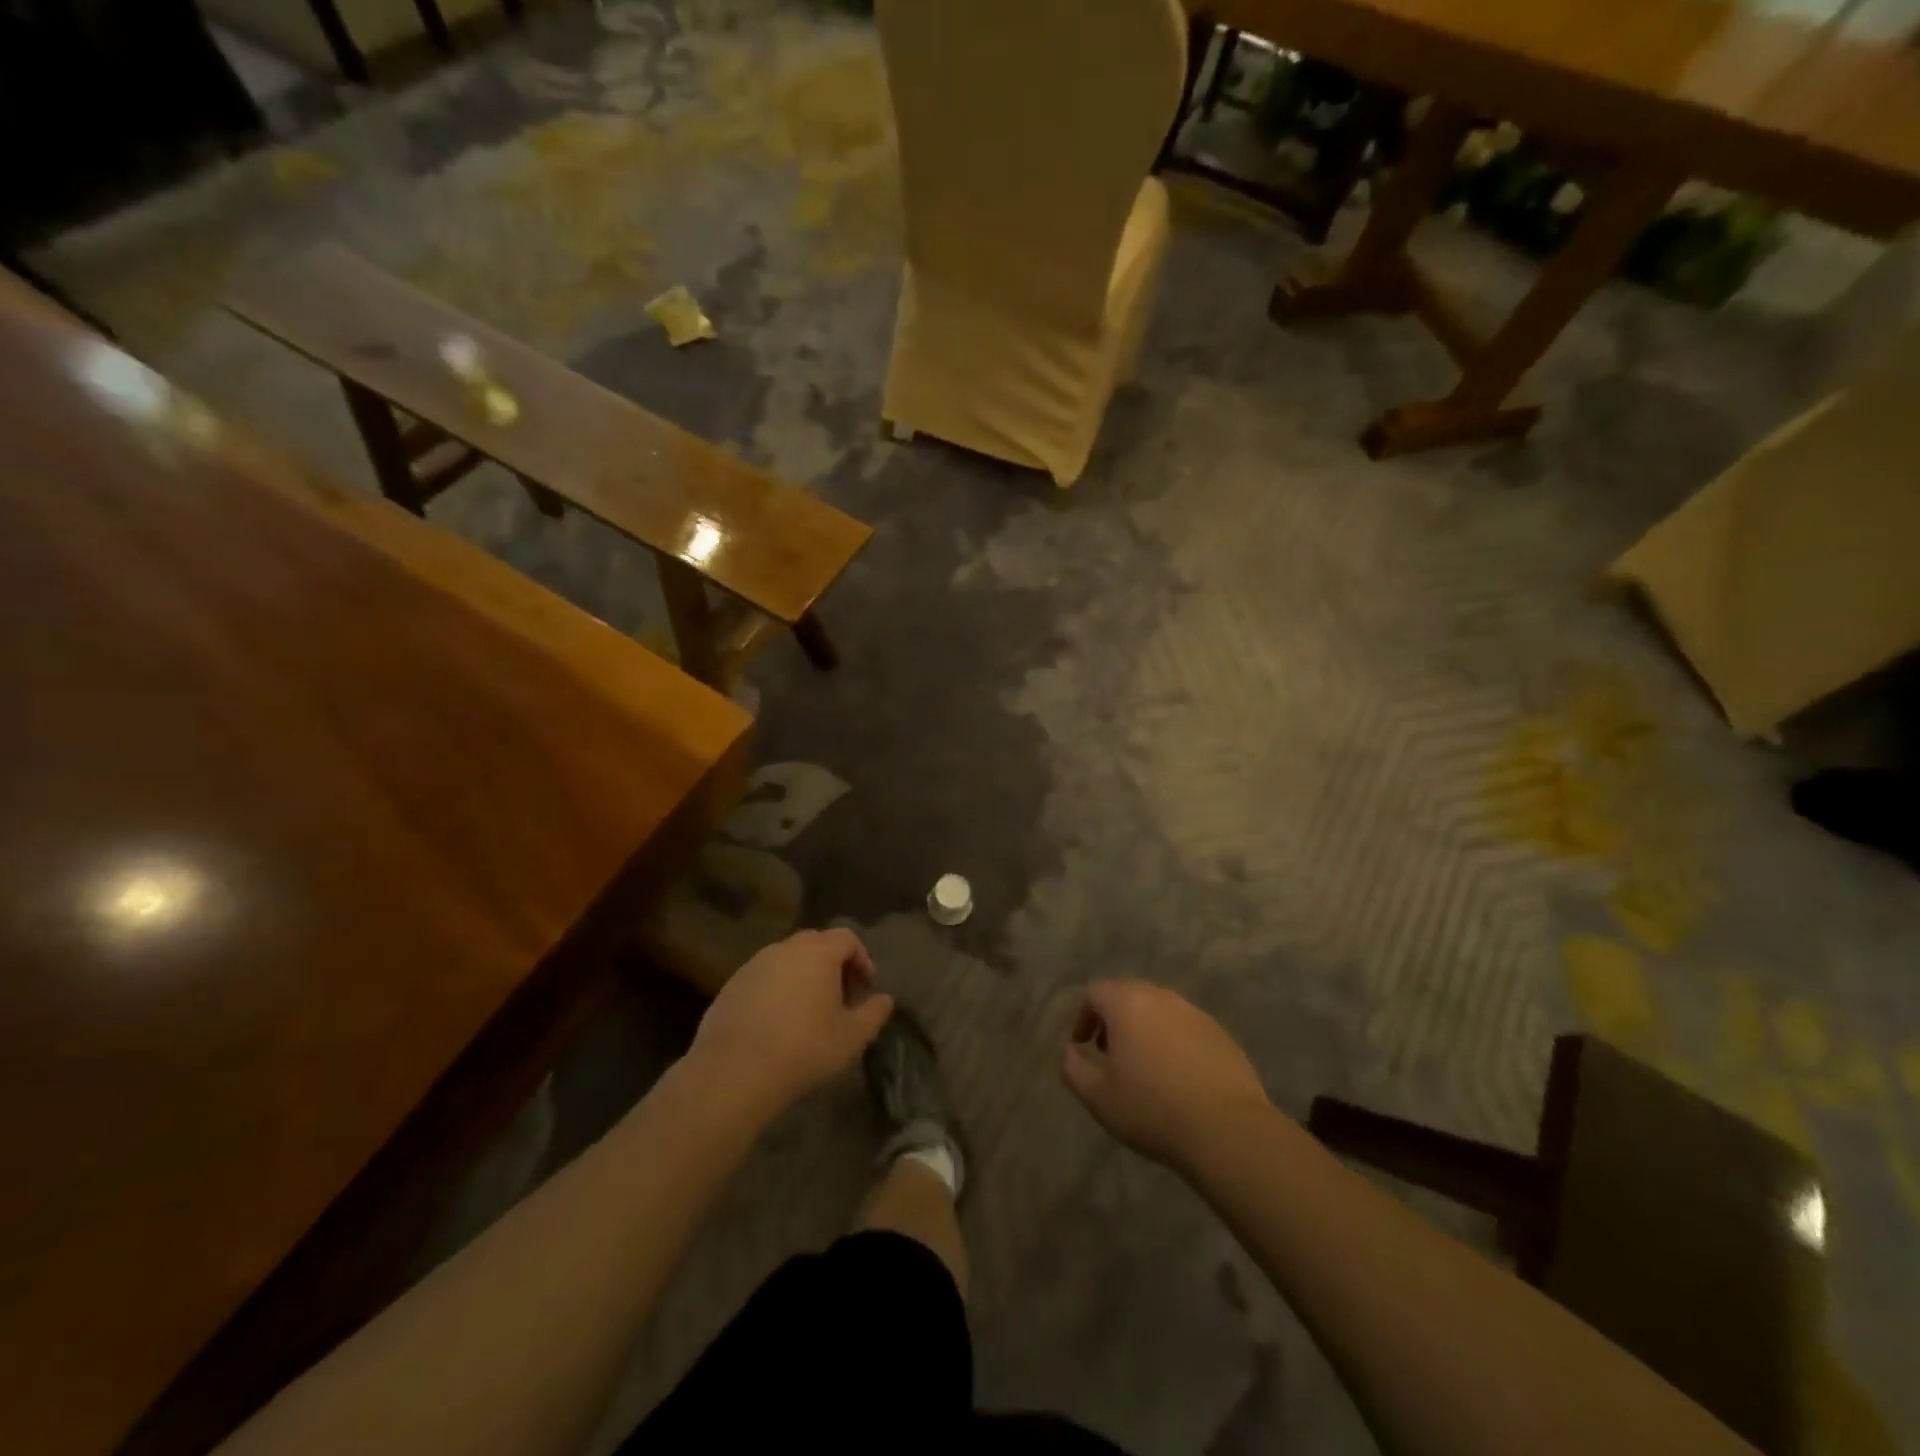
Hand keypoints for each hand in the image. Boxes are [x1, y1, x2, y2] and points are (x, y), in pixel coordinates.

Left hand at [689, 928, 893, 1120]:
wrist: (734, 1072)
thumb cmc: (804, 1049)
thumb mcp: (852, 1037)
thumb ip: (874, 1013)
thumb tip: (885, 999)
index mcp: (818, 952)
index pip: (847, 938)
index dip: (861, 959)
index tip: (866, 987)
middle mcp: (785, 948)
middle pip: (816, 943)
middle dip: (832, 963)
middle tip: (839, 995)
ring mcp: (754, 964)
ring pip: (787, 959)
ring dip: (802, 975)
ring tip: (808, 1010)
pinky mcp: (731, 985)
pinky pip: (763, 977)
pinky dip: (776, 989)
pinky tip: (776, 1021)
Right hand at [1062, 980, 1270, 1169]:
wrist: (1227, 1129)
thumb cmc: (1152, 1108)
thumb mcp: (1098, 1096)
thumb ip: (1073, 1068)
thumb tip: (1069, 1051)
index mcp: (1127, 1003)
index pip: (1095, 992)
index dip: (1083, 1016)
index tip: (1082, 1046)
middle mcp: (1161, 997)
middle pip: (1128, 995)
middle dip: (1113, 1020)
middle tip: (1109, 1054)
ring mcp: (1194, 1013)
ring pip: (1159, 1011)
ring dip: (1144, 1030)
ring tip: (1143, 1069)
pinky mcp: (1220, 1034)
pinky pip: (1186, 1029)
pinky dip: (1173, 1043)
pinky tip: (1177, 1079)